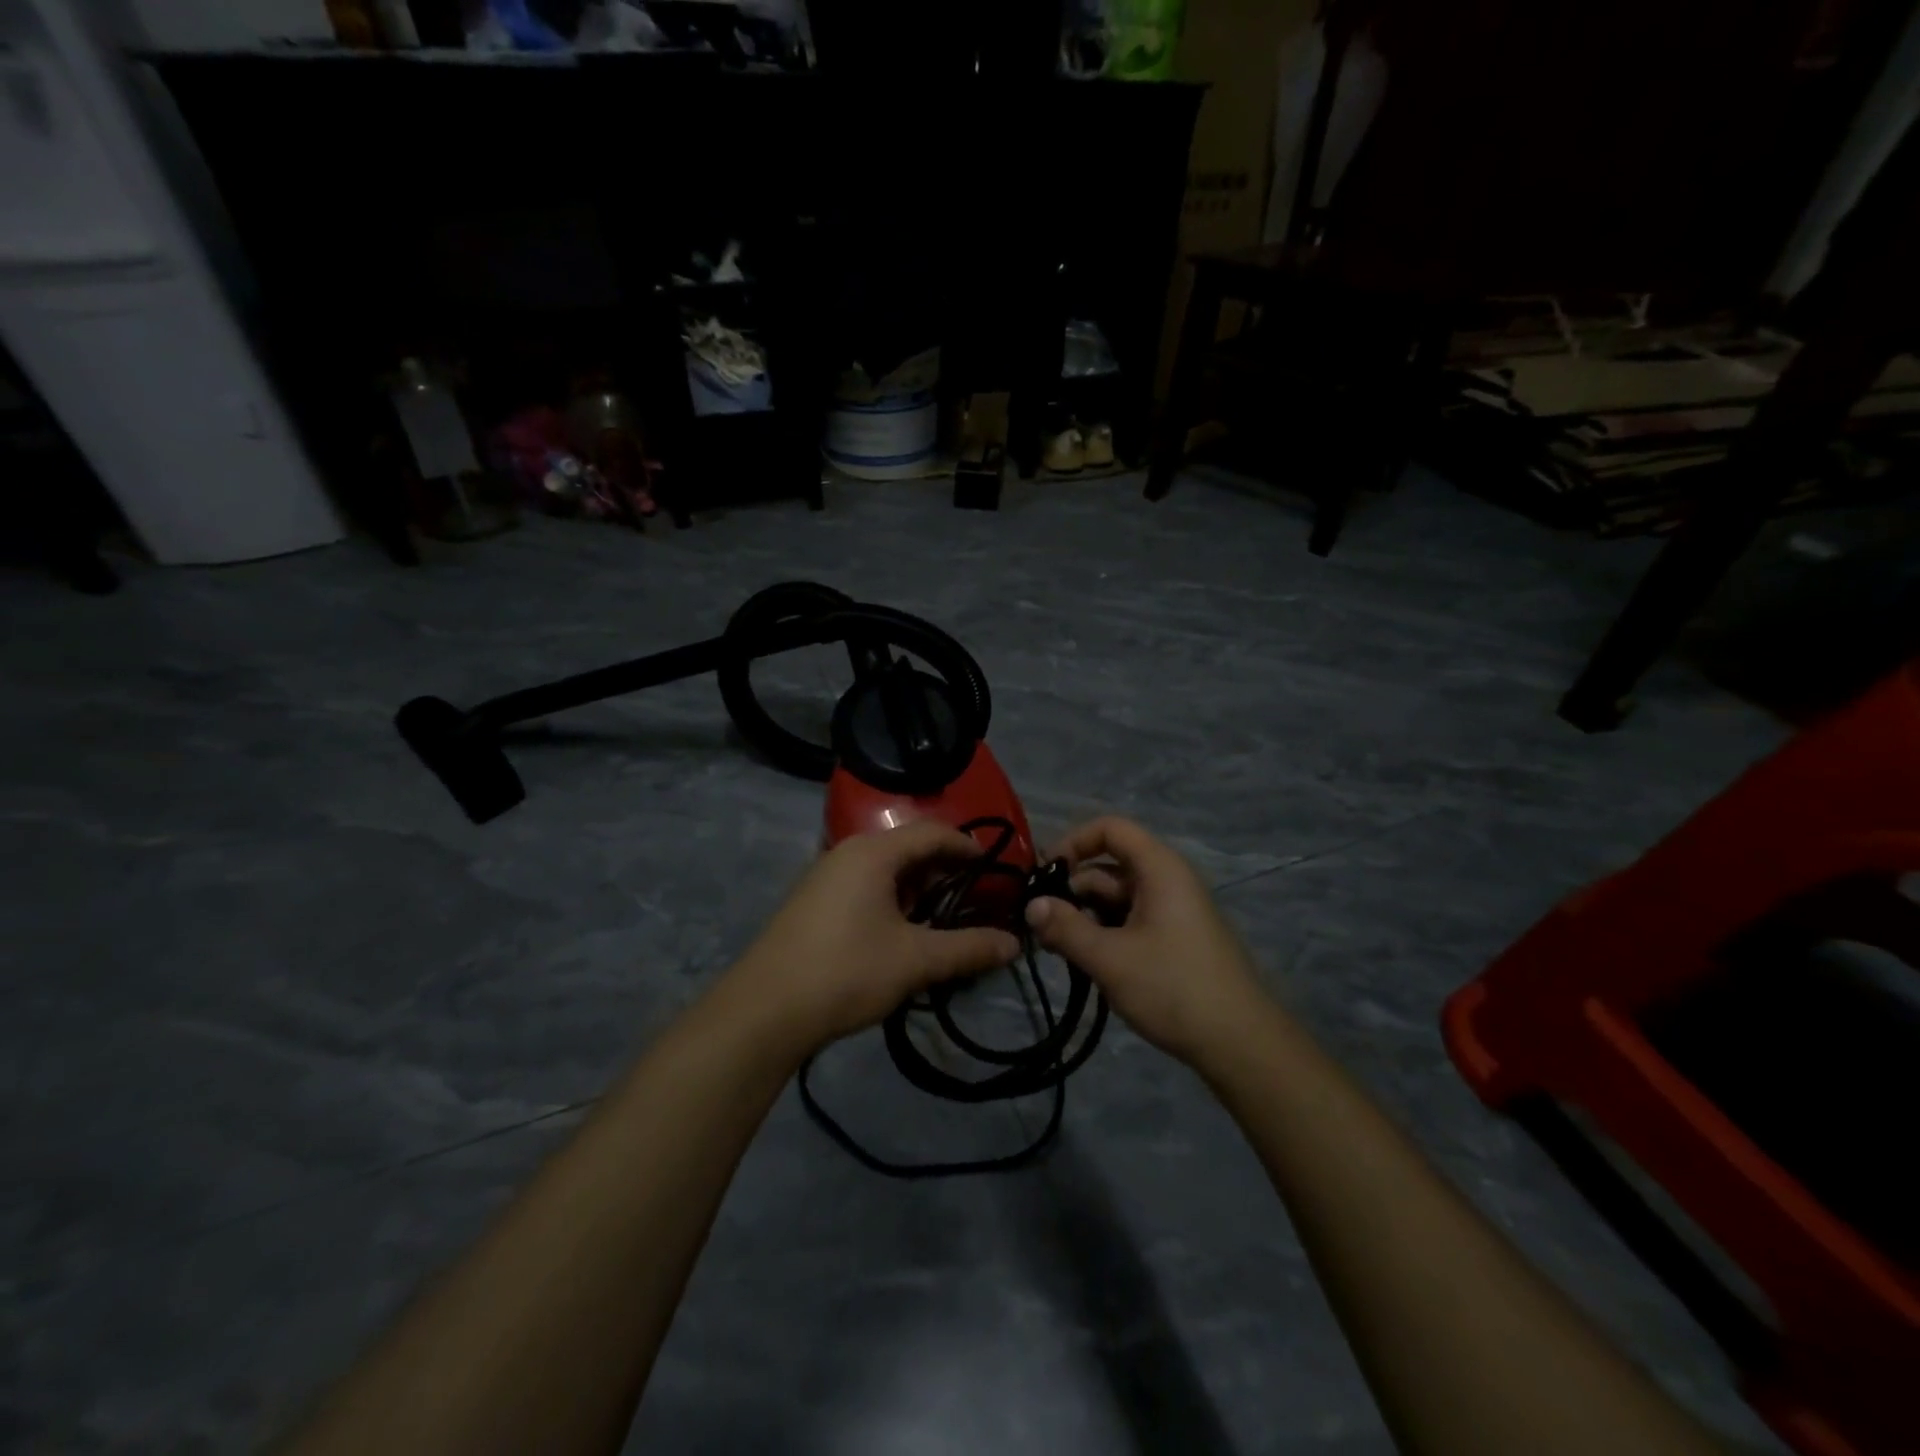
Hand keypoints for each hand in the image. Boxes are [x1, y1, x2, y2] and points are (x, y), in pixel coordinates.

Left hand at [729, 821, 1021, 1055]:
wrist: (764, 1011)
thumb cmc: (846, 971)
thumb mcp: (915, 960)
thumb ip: (968, 948)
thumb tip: (1015, 944)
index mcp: (873, 852)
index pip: (933, 833)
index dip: (968, 847)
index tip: (997, 870)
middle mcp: (848, 853)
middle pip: (909, 849)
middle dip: (946, 873)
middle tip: (976, 902)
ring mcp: (826, 877)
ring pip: (886, 872)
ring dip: (919, 891)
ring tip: (945, 923)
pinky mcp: (814, 903)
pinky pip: (865, 888)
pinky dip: (893, 902)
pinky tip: (904, 936)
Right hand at [1024, 816, 1267, 1066]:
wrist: (1241, 1044)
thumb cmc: (1174, 988)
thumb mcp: (1110, 959)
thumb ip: (1066, 928)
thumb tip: (1031, 906)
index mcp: (1160, 869)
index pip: (1110, 829)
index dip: (1073, 842)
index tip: (1043, 874)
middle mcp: (1168, 880)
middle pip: (1109, 866)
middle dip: (1072, 890)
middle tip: (1039, 924)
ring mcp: (1173, 911)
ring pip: (1117, 897)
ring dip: (1085, 916)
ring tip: (1056, 948)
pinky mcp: (1175, 938)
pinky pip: (1131, 920)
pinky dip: (1104, 933)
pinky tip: (1086, 962)